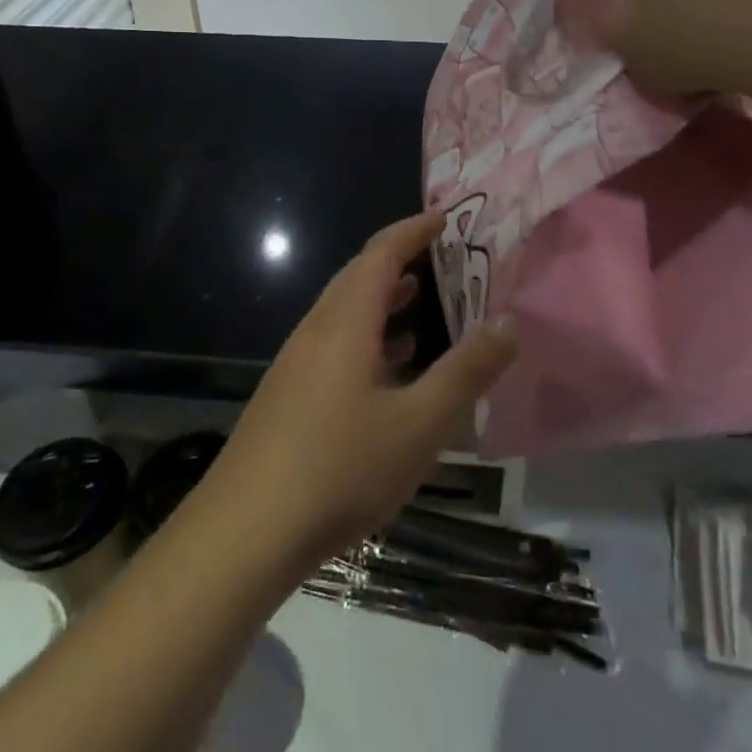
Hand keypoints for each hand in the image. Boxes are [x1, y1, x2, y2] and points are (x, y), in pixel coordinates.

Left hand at [204, 213, 517, 570]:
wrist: (243, 534)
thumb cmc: (340, 469)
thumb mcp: (420, 424)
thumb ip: (467, 371)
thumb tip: (508, 322)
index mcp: (346, 322)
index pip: (381, 253)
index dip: (413, 229)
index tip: (445, 216)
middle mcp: (316, 330)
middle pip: (358, 276)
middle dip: (399, 259)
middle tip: (441, 256)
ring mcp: (296, 363)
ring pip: (344, 312)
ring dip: (382, 299)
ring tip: (420, 301)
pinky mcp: (287, 395)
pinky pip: (334, 343)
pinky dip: (366, 336)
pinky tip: (386, 369)